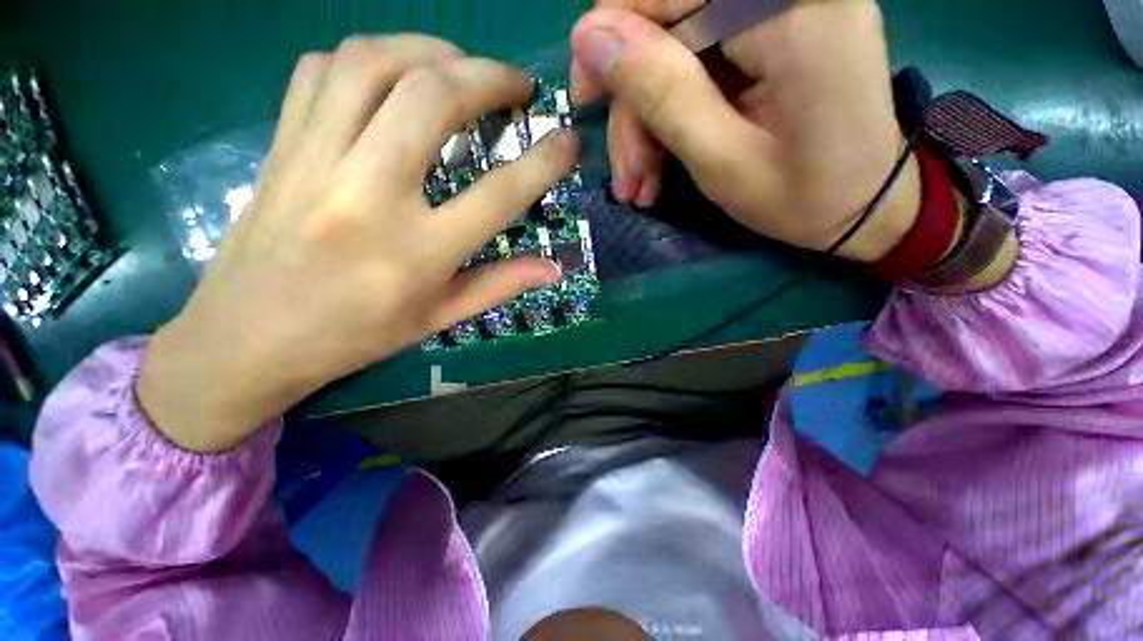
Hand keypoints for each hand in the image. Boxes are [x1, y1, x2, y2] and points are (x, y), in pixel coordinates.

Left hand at [138, 36, 577, 451]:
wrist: (247, 339)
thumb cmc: (355, 336)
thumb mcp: (439, 318)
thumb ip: (501, 285)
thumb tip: (554, 267)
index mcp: (416, 252)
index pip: (498, 193)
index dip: (544, 162)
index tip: (567, 141)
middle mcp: (367, 194)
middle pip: (431, 99)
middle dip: (488, 76)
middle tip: (517, 86)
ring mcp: (315, 160)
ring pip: (373, 63)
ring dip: (430, 49)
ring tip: (460, 66)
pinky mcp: (281, 146)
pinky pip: (321, 71)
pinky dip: (369, 56)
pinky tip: (393, 75)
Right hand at [570, 0, 920, 261]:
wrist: (864, 209)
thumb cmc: (802, 198)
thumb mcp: (721, 159)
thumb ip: (661, 92)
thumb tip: (590, 35)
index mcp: (789, 9)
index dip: (612, 37)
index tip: (586, 98)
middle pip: (667, 23)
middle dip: (634, 104)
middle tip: (628, 174)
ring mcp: (783, 11)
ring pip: (675, 51)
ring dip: (649, 122)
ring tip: (642, 185)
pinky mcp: (774, 37)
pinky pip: (697, 64)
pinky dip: (672, 116)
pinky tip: (662, 166)